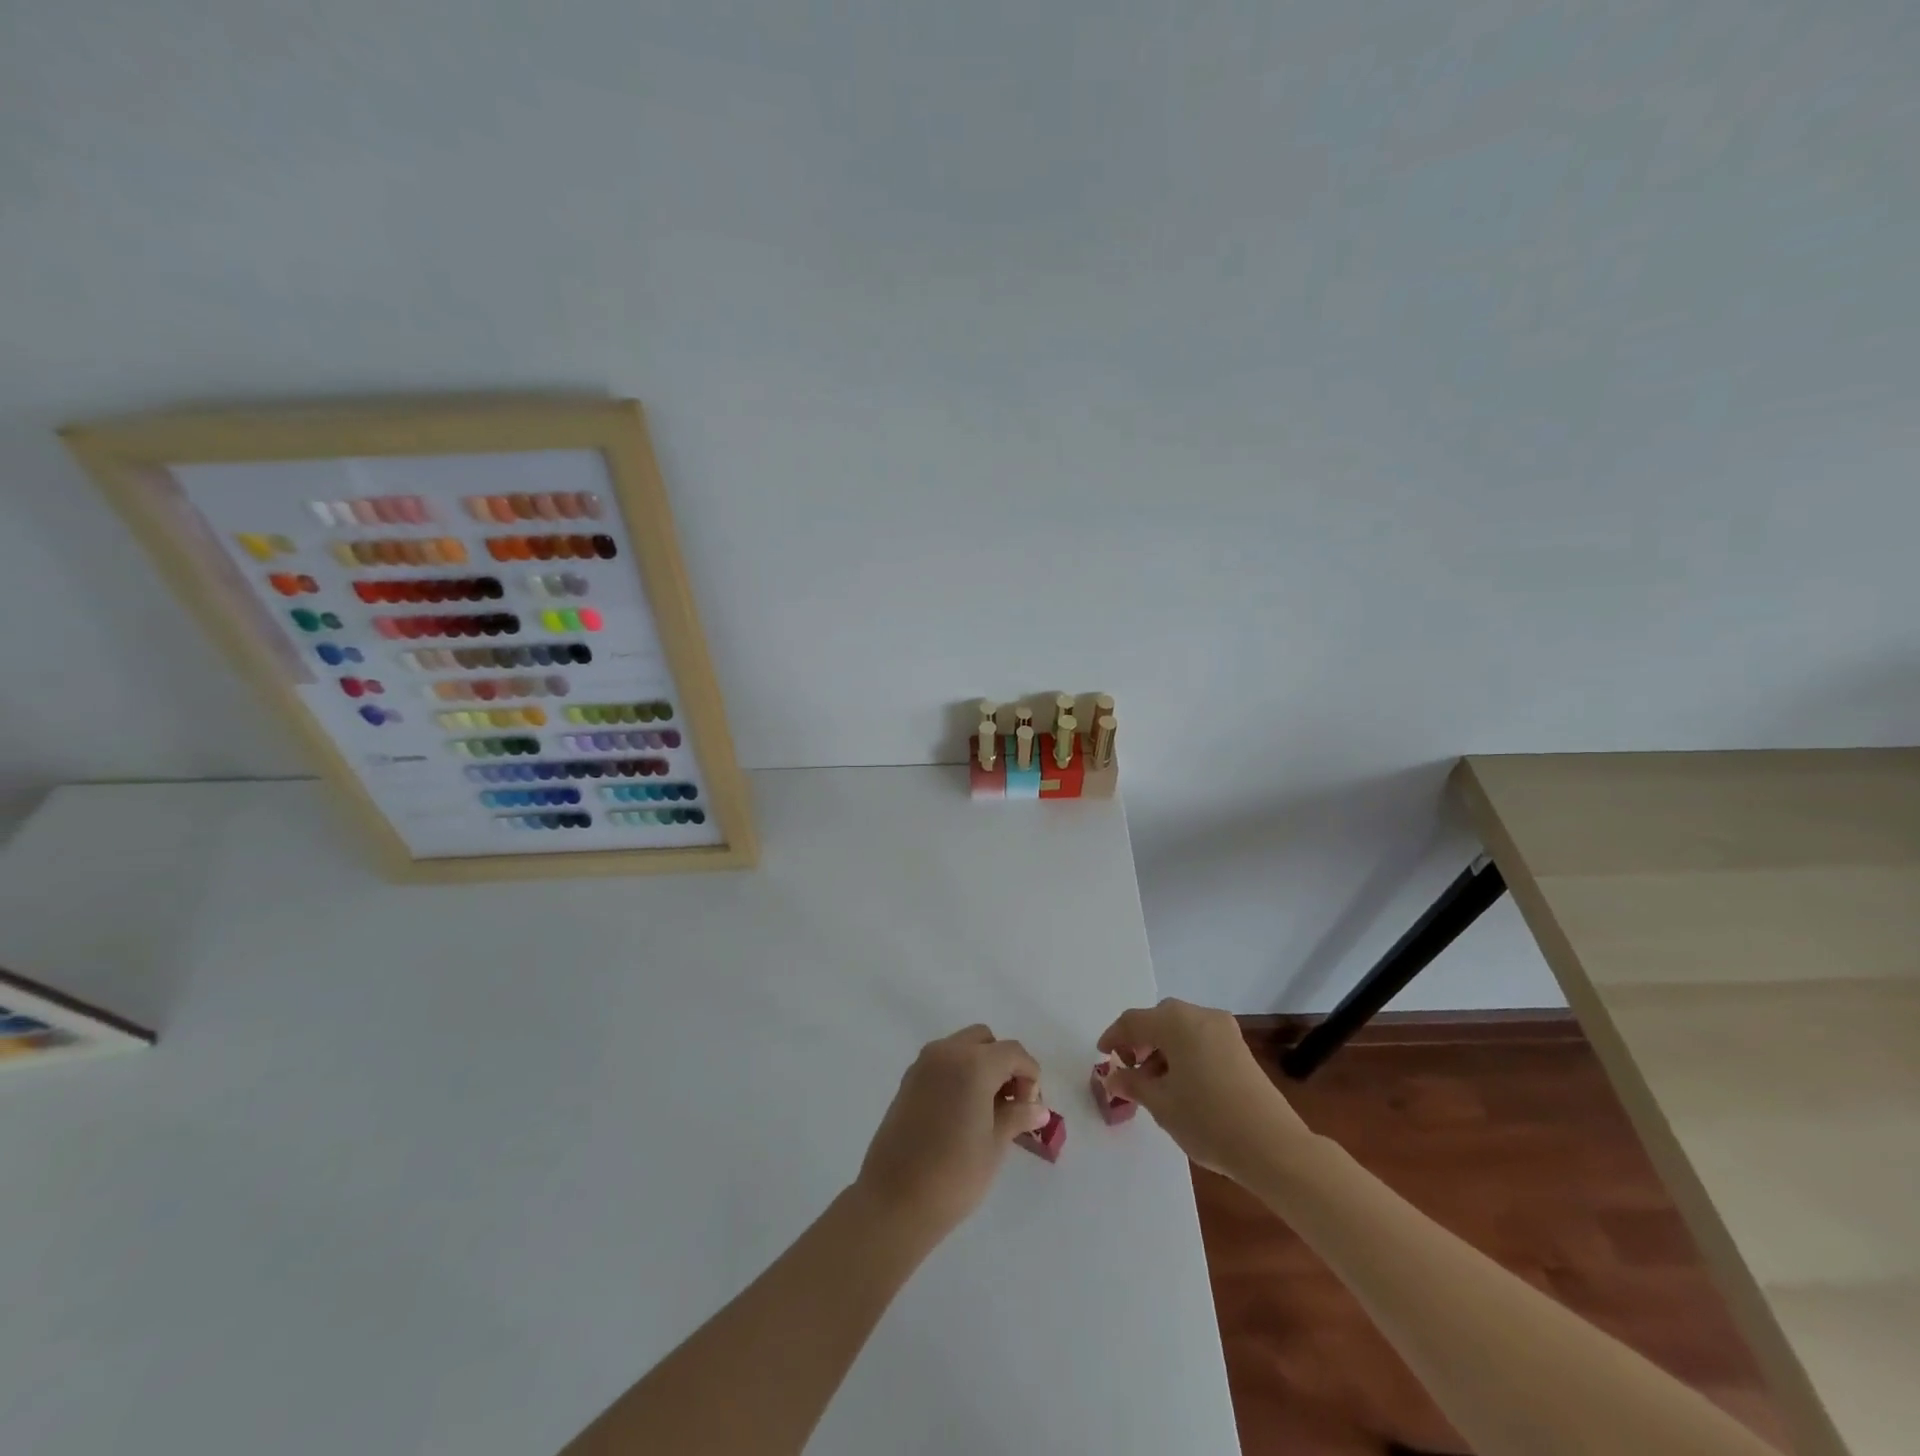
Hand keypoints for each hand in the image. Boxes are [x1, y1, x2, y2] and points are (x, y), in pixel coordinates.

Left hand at [854, 1025, 1050, 1241]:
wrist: (894, 1200)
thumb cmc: (954, 1175)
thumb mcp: (995, 1146)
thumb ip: (1017, 1117)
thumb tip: (1038, 1109)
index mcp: (973, 1064)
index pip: (1013, 1053)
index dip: (1029, 1076)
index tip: (1031, 1109)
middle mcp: (947, 1052)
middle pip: (985, 1041)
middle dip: (1003, 1064)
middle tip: (1010, 1103)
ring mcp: (923, 1064)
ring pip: (962, 1047)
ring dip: (980, 1066)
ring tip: (987, 1110)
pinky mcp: (908, 1080)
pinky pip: (942, 1062)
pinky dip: (959, 1073)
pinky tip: (962, 1111)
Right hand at [1099, 999, 1314, 1180]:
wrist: (1273, 1146)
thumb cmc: (1207, 1120)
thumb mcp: (1161, 1104)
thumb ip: (1132, 1084)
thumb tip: (1113, 1077)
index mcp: (1176, 1022)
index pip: (1133, 1020)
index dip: (1114, 1037)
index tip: (1102, 1056)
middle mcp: (1200, 1015)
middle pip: (1159, 1019)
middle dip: (1140, 1040)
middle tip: (1129, 1068)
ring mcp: (1224, 1029)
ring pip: (1181, 1028)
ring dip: (1162, 1047)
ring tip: (1155, 1082)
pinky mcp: (1239, 1047)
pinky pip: (1200, 1038)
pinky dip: (1183, 1052)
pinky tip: (1181, 1083)